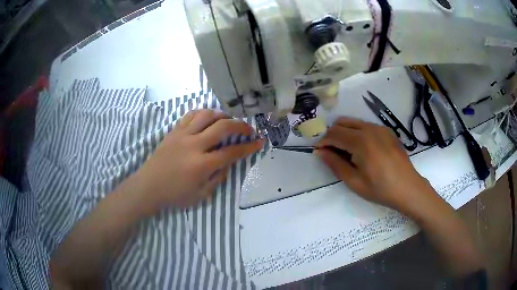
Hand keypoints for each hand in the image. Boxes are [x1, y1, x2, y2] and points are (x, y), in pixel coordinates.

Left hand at [133, 109, 263, 209]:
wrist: (148, 186)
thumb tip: (228, 162)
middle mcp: (194, 145)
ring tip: (228, 121)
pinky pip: (190, 115)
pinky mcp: (174, 131)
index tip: (259, 142)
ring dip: (222, 115)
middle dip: (240, 125)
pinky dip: (203, 113)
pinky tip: (208, 118)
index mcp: (201, 165)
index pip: (232, 151)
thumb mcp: (201, 195)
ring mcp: (182, 135)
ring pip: (207, 115)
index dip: (249, 146)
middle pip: (222, 127)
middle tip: (248, 129)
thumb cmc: (175, 195)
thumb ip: (218, 177)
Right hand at [315, 117, 436, 215]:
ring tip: (346, 152)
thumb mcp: (354, 181)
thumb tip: (319, 152)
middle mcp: (369, 128)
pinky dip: (357, 133)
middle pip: (342, 123)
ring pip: (354, 122)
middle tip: (331, 152)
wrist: (408, 188)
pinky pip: (366, 126)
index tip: (318, 152)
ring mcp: (380, 128)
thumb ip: (335, 164)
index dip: (323, 141)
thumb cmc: (380, 189)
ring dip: (345, 133)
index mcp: (361, 141)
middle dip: (332, 135)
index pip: (333, 133)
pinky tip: (362, 150)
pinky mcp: (387, 131)